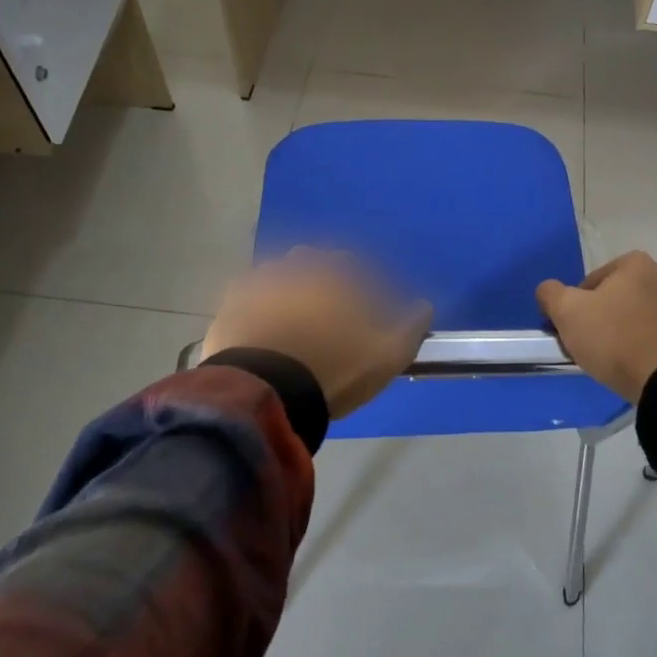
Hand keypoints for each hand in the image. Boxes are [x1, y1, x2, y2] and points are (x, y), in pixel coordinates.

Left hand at [203, 250, 432, 420]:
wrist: (264, 392)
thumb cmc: (333, 370)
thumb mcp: (387, 356)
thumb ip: (411, 326)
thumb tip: (424, 305)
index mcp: (338, 272)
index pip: (355, 265)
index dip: (361, 285)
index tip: (362, 309)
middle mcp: (300, 265)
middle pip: (315, 264)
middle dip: (323, 280)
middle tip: (326, 315)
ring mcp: (262, 280)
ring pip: (281, 274)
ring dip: (289, 288)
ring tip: (292, 322)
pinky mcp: (231, 301)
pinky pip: (250, 293)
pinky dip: (258, 303)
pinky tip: (262, 326)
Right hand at [536, 252, 656, 403]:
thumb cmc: (617, 341)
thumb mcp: (568, 314)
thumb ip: (551, 294)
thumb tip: (548, 289)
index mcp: (636, 264)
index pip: (598, 280)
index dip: (583, 305)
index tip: (580, 330)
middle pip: (632, 294)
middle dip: (618, 314)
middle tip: (605, 346)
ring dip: (646, 328)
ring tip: (634, 360)